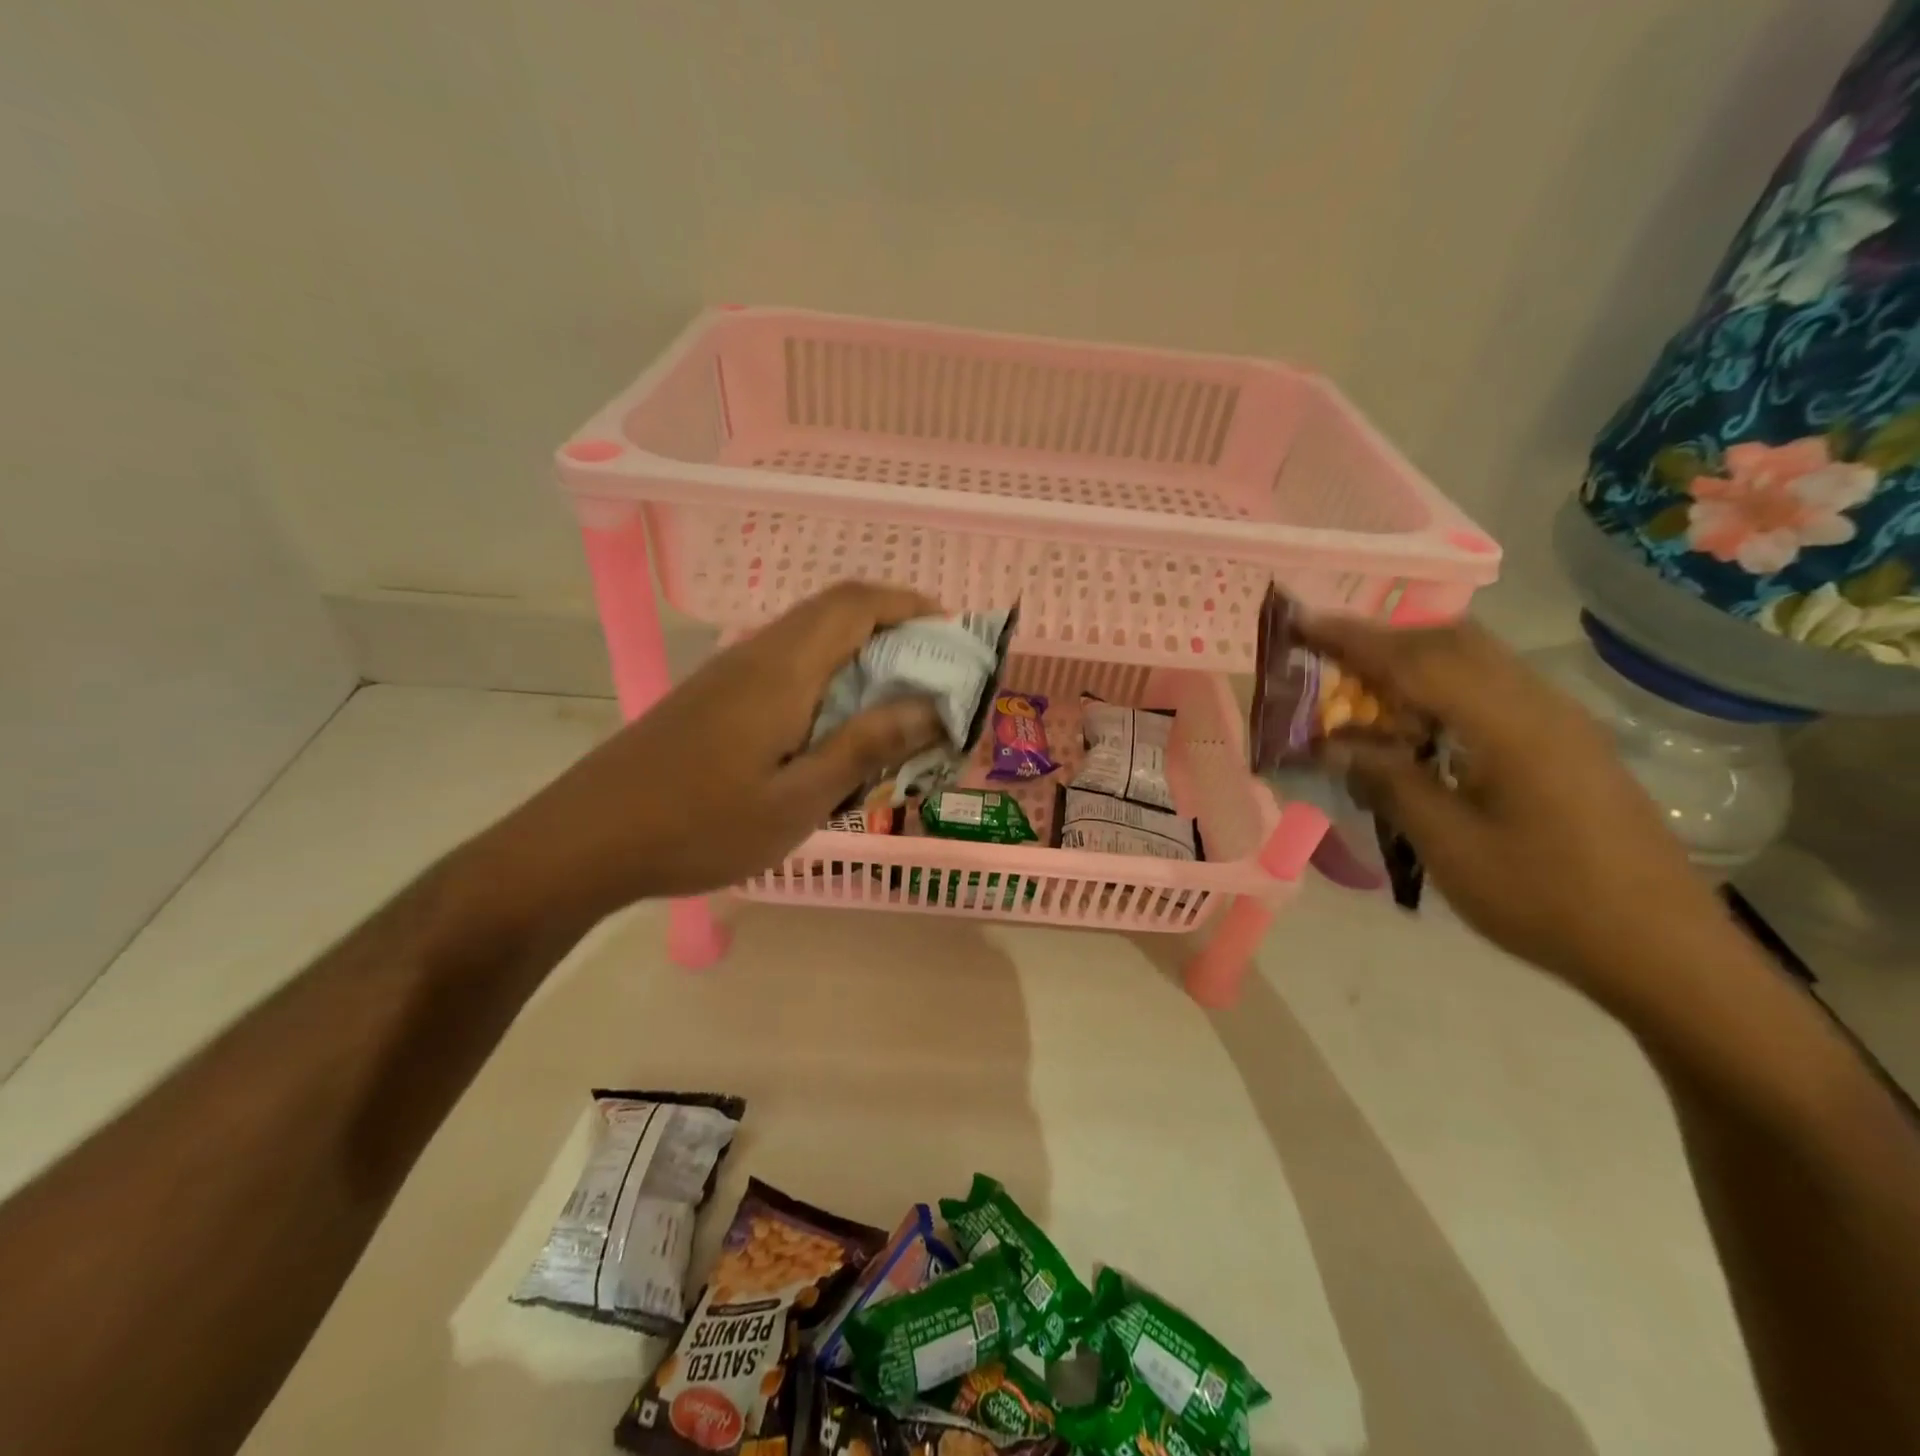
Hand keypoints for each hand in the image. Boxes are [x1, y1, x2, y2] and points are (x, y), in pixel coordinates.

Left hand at [495, 582, 945, 916]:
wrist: (587, 839)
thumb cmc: (700, 826)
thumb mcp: (798, 800)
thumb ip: (866, 746)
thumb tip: (932, 706)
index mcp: (783, 669)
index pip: (856, 604)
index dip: (909, 605)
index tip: (953, 633)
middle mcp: (757, 654)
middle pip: (834, 611)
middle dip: (893, 626)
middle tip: (934, 672)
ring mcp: (730, 672)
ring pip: (809, 637)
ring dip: (860, 652)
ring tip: (896, 701)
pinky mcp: (714, 696)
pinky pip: (787, 665)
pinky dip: (828, 676)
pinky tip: (834, 726)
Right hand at [1302, 615, 1726, 993]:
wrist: (1663, 950)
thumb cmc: (1545, 899)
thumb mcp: (1449, 845)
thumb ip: (1389, 781)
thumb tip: (1335, 743)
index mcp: (1509, 725)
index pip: (1415, 661)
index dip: (1352, 639)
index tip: (1300, 622)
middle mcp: (1539, 705)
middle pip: (1452, 641)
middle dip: (1383, 640)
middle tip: (1326, 658)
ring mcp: (1561, 721)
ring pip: (1477, 660)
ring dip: (1413, 663)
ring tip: (1362, 693)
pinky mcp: (1568, 743)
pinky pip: (1494, 689)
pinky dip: (1443, 689)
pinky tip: (1420, 729)